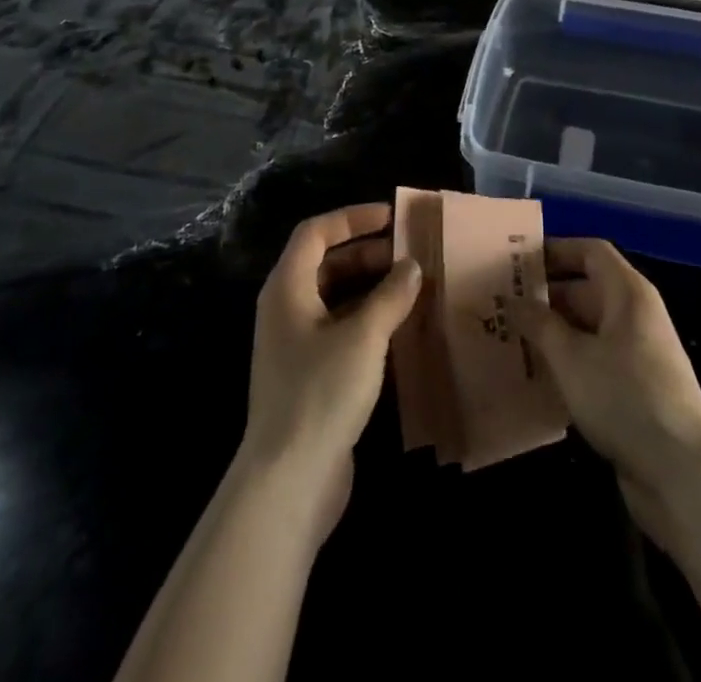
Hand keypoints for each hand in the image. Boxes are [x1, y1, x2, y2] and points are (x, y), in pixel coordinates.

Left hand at [240, 205, 420, 535]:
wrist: (288, 482)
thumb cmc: (321, 393)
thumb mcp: (363, 336)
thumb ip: (391, 295)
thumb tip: (412, 266)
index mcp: (287, 288)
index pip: (316, 232)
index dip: (352, 218)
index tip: (392, 218)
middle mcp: (286, 309)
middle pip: (326, 263)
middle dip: (368, 253)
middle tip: (411, 255)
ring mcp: (296, 345)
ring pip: (336, 298)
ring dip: (372, 288)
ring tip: (414, 288)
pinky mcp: (310, 375)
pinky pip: (341, 330)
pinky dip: (369, 320)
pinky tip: (402, 328)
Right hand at [511, 239, 700, 543]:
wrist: (682, 474)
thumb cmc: (625, 397)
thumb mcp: (571, 358)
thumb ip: (539, 324)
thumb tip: (513, 300)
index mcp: (628, 294)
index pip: (591, 252)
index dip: (556, 249)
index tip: (518, 260)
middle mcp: (635, 316)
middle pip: (587, 289)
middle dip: (545, 295)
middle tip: (501, 303)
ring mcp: (637, 354)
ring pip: (587, 329)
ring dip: (552, 332)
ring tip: (509, 338)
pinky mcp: (634, 390)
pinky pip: (594, 361)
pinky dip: (566, 363)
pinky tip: (535, 377)